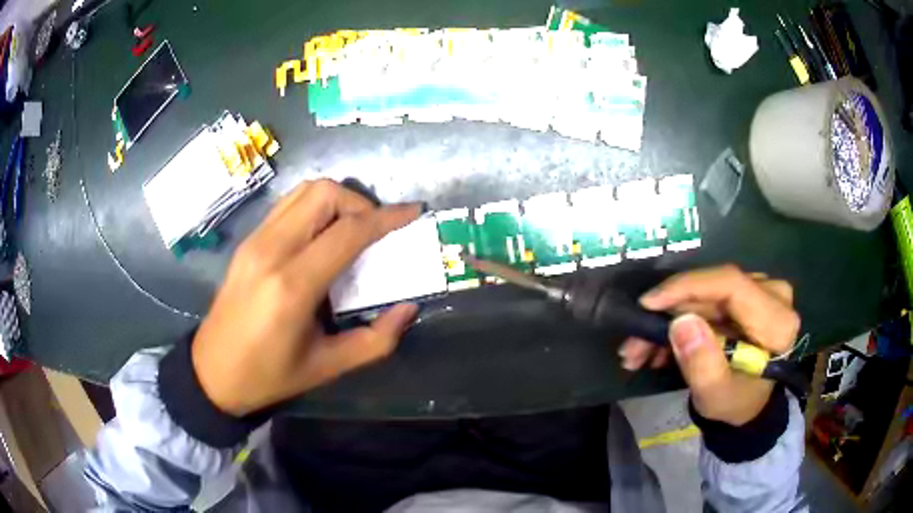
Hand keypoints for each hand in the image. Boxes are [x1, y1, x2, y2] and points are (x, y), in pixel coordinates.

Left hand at [191, 180, 421, 416]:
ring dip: (336, 200)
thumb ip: (376, 340)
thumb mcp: (328, 367)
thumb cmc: (269, 376)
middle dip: (360, 203)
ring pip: (303, 191)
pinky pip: (287, 205)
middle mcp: (271, 251)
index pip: (347, 232)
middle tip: (377, 230)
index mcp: (292, 286)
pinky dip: (314, 207)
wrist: (212, 372)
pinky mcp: (247, 241)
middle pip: (324, 194)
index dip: (386, 218)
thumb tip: (408, 308)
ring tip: (352, 229)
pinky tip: (322, 235)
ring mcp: (255, 241)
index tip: (413, 212)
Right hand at [619, 265, 799, 425]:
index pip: (731, 285)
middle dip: (668, 315)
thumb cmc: (737, 404)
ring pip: (704, 295)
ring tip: (638, 353)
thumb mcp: (716, 395)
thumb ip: (702, 364)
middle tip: (633, 345)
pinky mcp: (746, 294)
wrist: (750, 405)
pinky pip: (708, 299)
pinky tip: (659, 347)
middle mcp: (773, 295)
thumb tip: (680, 323)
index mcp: (776, 321)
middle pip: (712, 291)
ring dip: (668, 321)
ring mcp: (760, 292)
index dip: (687, 287)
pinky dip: (680, 320)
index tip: (647, 304)